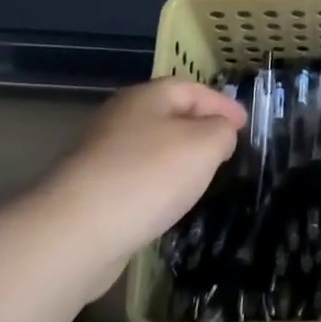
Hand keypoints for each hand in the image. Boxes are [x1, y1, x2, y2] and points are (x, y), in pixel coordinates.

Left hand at [39, 77, 245, 268]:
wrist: (74, 233)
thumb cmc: (147, 177)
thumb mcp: (204, 145)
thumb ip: (222, 132)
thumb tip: (220, 133)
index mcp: (147, 97)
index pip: (192, 88)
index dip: (222, 104)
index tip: (245, 126)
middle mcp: (121, 117)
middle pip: (169, 114)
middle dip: (200, 128)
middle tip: (226, 149)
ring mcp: (101, 154)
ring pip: (152, 146)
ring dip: (178, 157)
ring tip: (202, 177)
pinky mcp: (90, 189)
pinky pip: (136, 176)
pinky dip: (157, 183)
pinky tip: (167, 203)